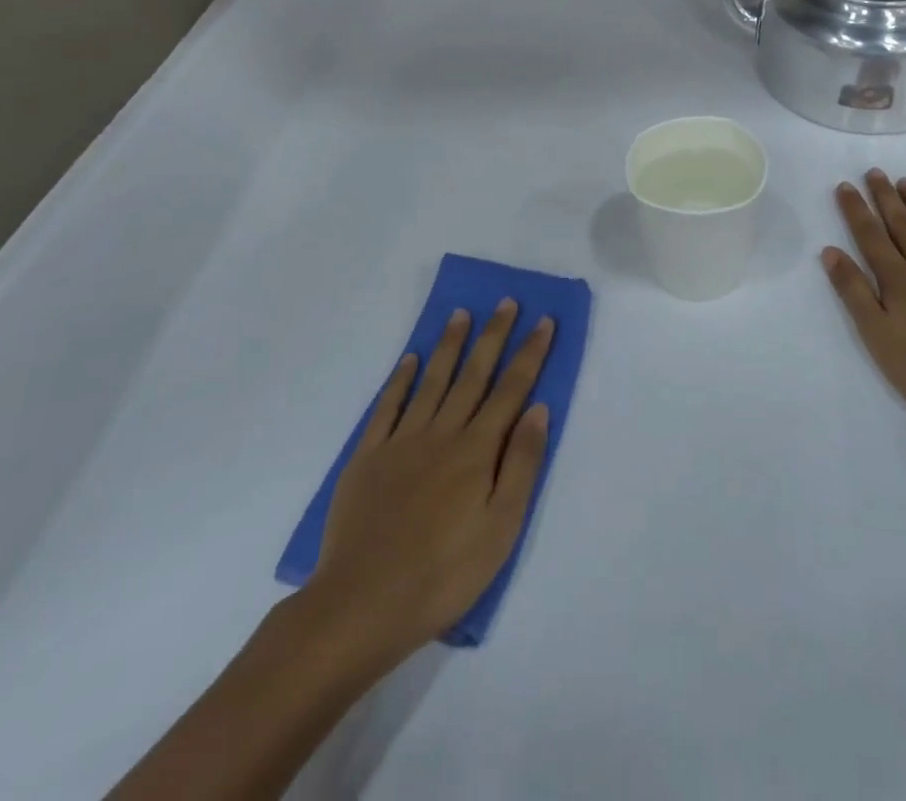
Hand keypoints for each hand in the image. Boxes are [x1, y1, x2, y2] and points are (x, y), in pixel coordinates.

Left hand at [313, 302, 553, 659]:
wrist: (362, 603)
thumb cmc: (444, 574)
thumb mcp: (501, 528)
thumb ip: (521, 464)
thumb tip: (538, 409)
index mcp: (477, 450)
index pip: (512, 390)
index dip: (530, 354)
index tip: (543, 321)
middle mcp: (442, 433)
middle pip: (474, 375)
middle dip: (493, 336)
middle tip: (506, 302)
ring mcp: (402, 441)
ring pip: (432, 380)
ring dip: (450, 344)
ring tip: (462, 313)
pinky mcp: (368, 456)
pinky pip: (388, 406)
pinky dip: (401, 379)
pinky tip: (411, 359)